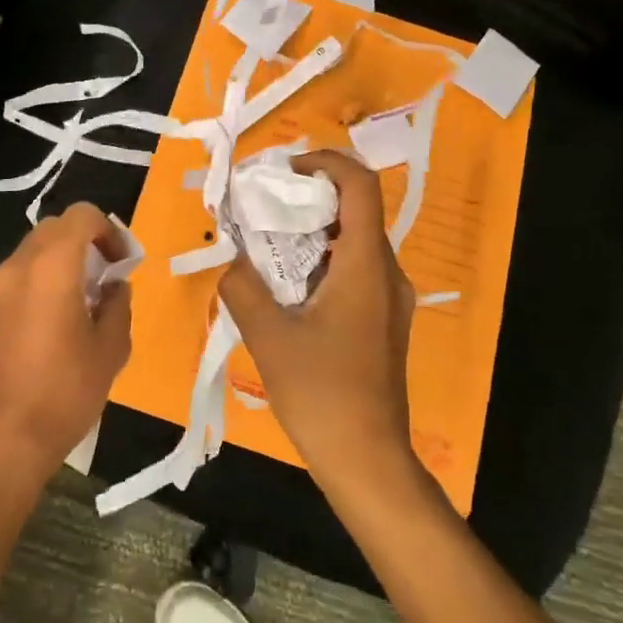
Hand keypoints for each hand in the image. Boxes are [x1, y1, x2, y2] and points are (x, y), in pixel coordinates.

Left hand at [0, 203, 132, 472]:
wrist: (8, 434)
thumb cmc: (67, 387)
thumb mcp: (111, 346)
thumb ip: (118, 304)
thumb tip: (115, 288)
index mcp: (53, 264)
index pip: (82, 215)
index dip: (109, 230)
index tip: (124, 262)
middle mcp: (22, 264)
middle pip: (57, 226)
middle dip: (88, 240)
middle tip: (110, 273)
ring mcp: (3, 285)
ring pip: (39, 247)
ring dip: (67, 257)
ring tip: (90, 295)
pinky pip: (26, 272)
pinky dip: (49, 275)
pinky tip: (66, 314)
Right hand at [218, 151, 416, 488]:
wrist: (367, 460)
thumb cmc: (321, 393)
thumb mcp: (268, 337)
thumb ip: (242, 287)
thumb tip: (231, 259)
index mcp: (366, 264)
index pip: (360, 184)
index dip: (324, 162)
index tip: (284, 173)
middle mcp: (388, 271)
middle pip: (356, 209)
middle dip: (308, 198)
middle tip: (263, 211)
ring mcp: (390, 298)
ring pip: (354, 240)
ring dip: (311, 233)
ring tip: (267, 249)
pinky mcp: (383, 319)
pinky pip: (354, 269)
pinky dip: (320, 261)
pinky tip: (288, 289)